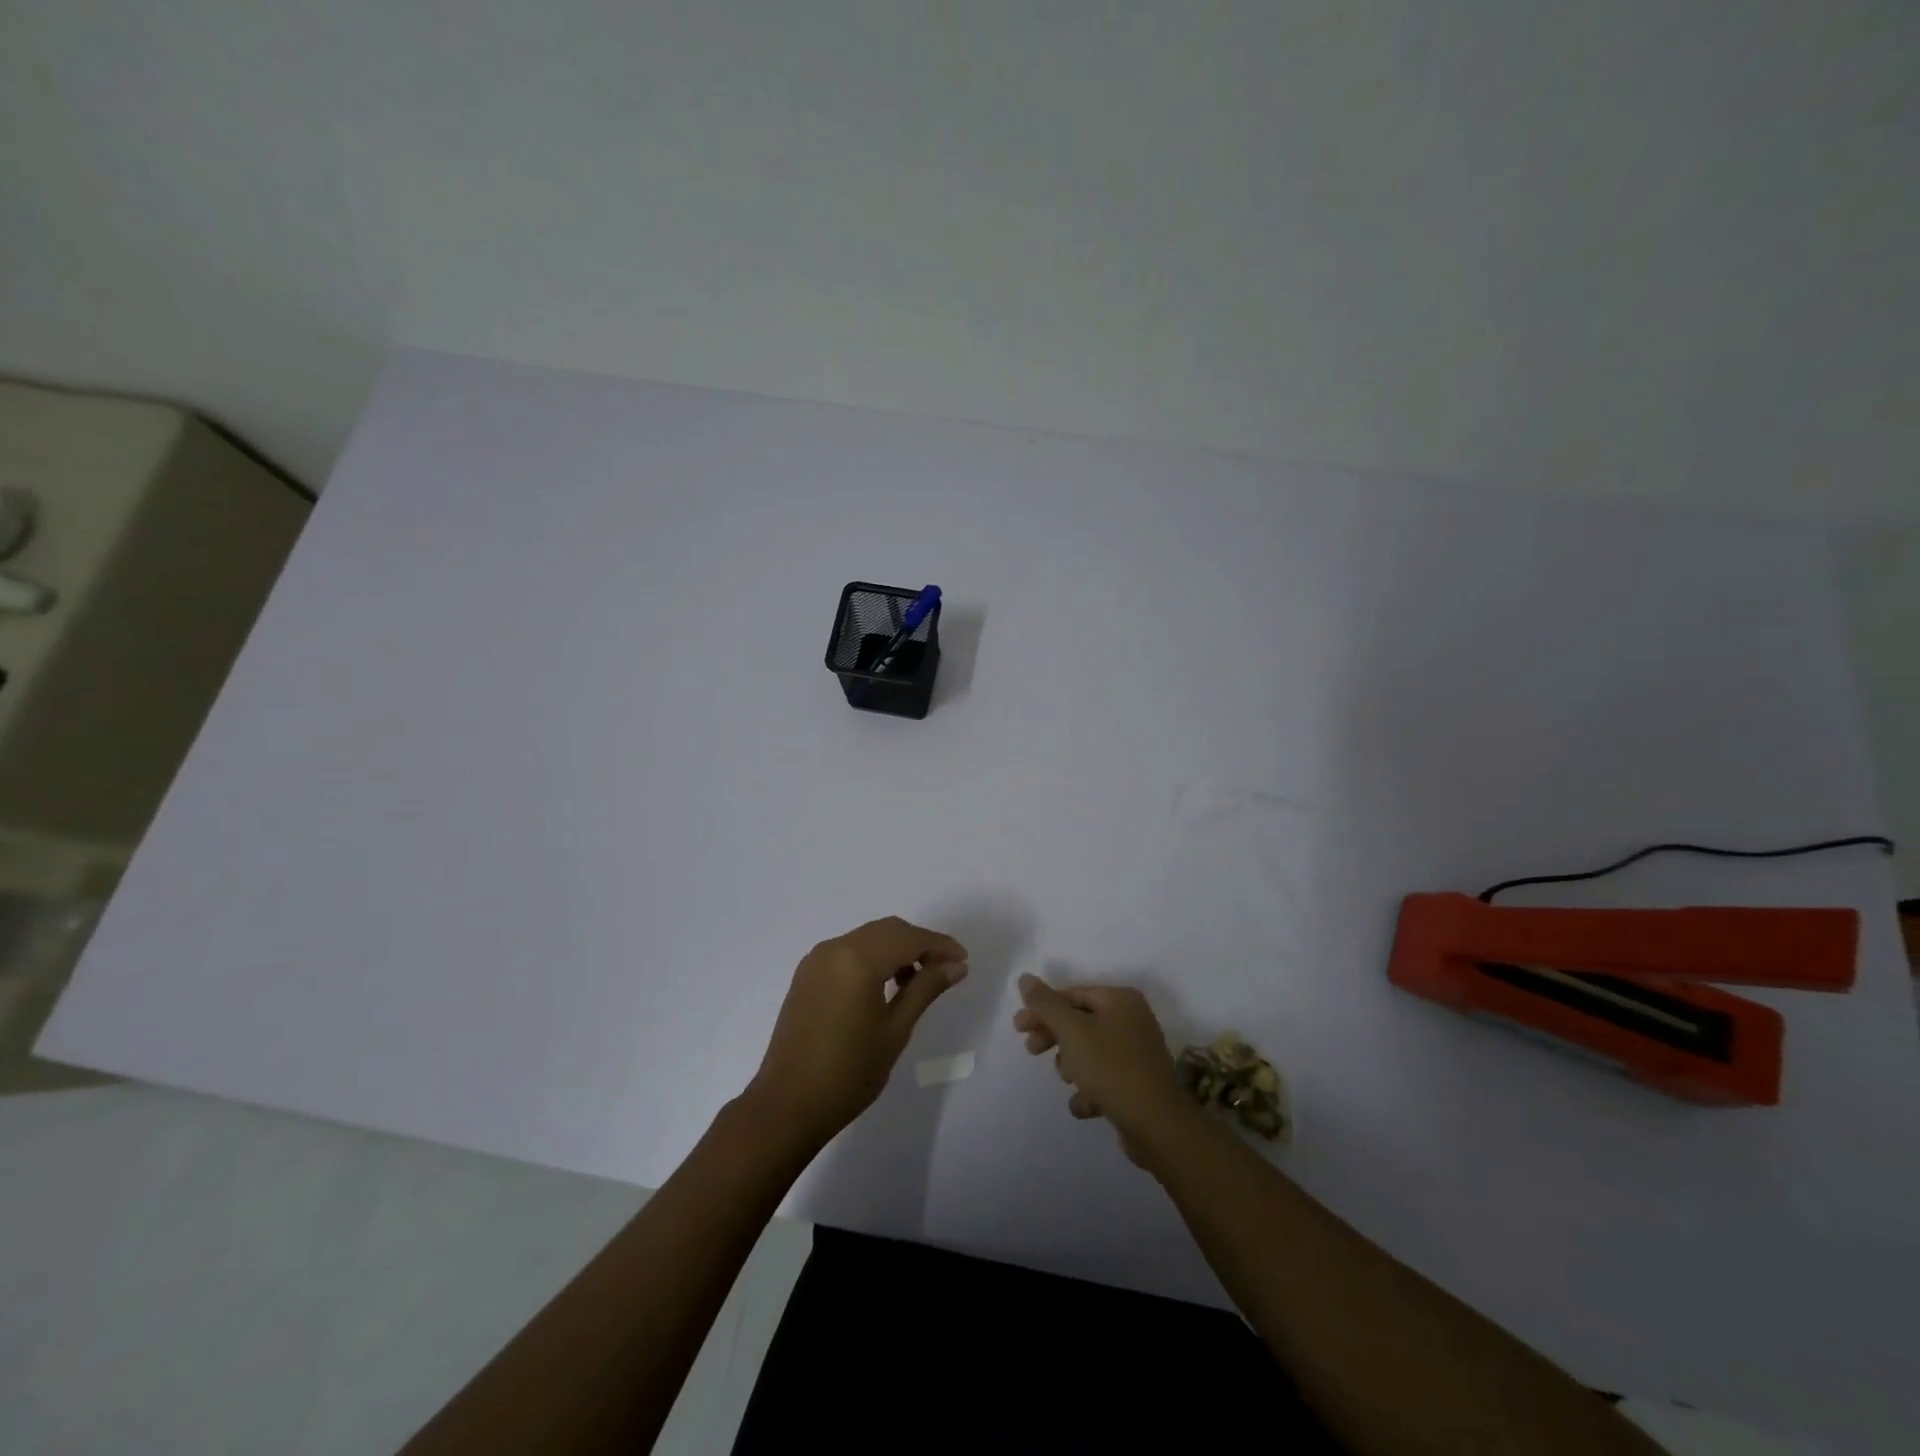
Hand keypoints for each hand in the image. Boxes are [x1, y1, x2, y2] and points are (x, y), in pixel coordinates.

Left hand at [747, 917, 967, 1151]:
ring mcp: (816, 960)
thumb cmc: (849, 1072)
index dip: (939, 945)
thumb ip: (925, 989)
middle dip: (919, 944)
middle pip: (887, 931)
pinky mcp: (806, 975)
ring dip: (895, 950)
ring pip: (867, 938)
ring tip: (916, 982)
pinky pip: (848, 951)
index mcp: (857, 958)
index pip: (908, 938)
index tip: (963, 961)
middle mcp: (834, 948)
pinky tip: (884, 986)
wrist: (787, 1106)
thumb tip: (956, 965)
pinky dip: (872, 958)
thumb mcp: (895, 1029)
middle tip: (945, 969)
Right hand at [1012, 973, 1200, 1164]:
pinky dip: (1091, 1090)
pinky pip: (1104, 1078)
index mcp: (1120, 1000)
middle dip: (1054, 1037)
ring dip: (1072, 1066)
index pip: (1073, 995)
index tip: (1018, 1027)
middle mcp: (1132, 1020)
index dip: (1043, 1009)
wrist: (1156, 1124)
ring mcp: (1137, 1053)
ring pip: (1089, 1052)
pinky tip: (1086, 1105)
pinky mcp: (1137, 1084)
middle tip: (1030, 1050)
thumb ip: (1046, 1004)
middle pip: (1080, 1023)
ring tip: (1069, 1080)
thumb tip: (1025, 978)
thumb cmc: (1111, 1068)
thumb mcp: (1072, 1031)